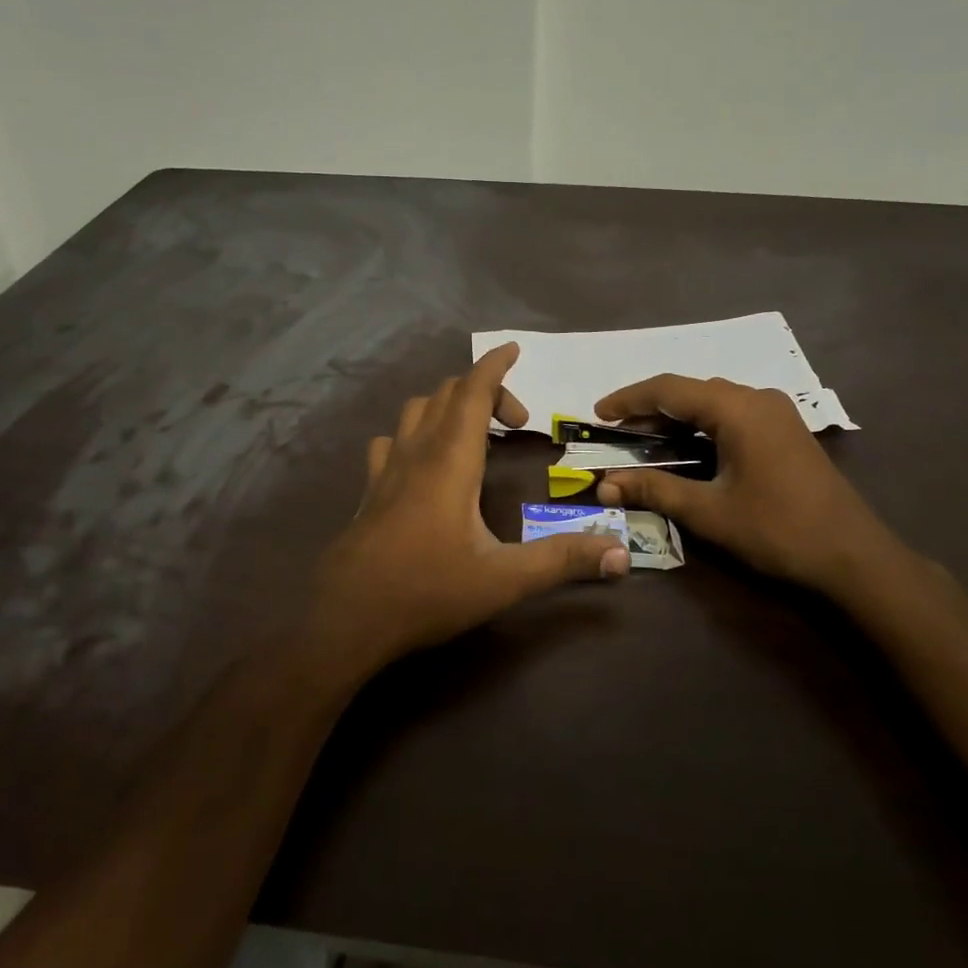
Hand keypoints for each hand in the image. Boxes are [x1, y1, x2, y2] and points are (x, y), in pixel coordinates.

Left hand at [310, 344, 629, 681]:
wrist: (347, 618)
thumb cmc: (427, 591)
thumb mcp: (503, 580)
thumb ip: (562, 561)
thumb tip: (620, 554)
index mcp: (450, 460)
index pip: (472, 392)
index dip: (494, 366)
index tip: (513, 349)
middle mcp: (417, 452)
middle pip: (446, 394)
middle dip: (484, 391)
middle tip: (516, 423)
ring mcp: (387, 469)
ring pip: (415, 410)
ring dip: (447, 406)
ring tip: (474, 432)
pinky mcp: (370, 489)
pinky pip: (392, 440)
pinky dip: (415, 433)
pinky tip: (423, 461)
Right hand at [592, 375, 914, 600]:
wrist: (854, 557)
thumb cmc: (778, 530)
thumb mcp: (709, 512)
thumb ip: (655, 489)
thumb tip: (605, 484)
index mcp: (737, 409)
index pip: (669, 389)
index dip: (629, 399)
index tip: (597, 413)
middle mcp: (757, 399)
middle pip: (691, 391)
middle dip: (650, 409)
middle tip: (617, 432)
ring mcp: (776, 412)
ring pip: (713, 401)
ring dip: (677, 417)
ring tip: (644, 439)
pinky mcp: (785, 429)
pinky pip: (733, 414)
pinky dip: (703, 425)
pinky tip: (688, 446)